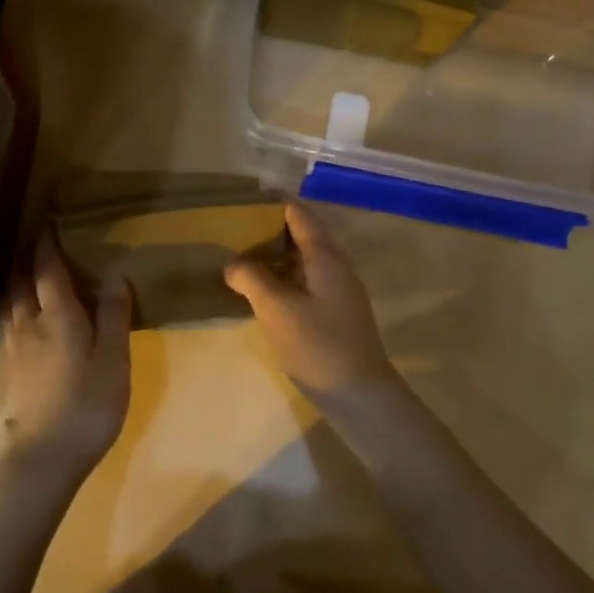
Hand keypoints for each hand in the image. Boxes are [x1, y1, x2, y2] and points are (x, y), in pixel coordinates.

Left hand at [0, 234, 133, 483]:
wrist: (42, 458)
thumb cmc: (86, 405)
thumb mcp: (113, 360)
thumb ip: (114, 316)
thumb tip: (115, 275)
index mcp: (57, 315)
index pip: (47, 270)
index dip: (47, 245)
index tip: (48, 222)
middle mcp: (30, 324)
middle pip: (23, 283)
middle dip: (30, 261)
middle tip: (41, 244)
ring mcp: (16, 349)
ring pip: (15, 304)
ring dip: (22, 284)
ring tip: (34, 276)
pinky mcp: (12, 371)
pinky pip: (14, 325)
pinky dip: (21, 309)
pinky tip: (30, 320)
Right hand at [223, 202, 406, 414]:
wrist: (360, 395)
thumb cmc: (318, 345)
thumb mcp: (276, 309)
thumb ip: (252, 279)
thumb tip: (233, 264)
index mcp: (326, 257)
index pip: (299, 215)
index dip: (274, 203)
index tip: (246, 197)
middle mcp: (336, 267)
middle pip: (304, 235)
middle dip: (271, 228)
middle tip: (236, 227)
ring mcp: (339, 291)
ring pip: (305, 261)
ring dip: (276, 256)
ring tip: (243, 255)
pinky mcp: (336, 313)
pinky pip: (306, 282)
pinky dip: (284, 278)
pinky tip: (263, 290)